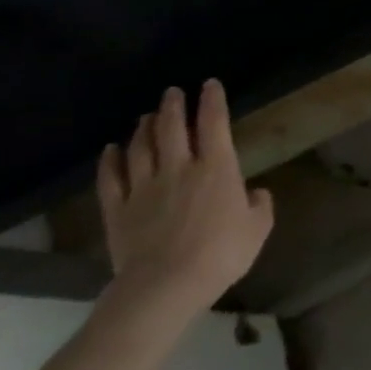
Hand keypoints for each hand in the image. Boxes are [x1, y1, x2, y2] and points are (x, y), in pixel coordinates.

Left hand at [95, 80, 273, 321]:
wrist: (165, 285)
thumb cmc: (221, 254)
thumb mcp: (258, 230)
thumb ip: (260, 206)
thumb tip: (255, 193)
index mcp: (217, 169)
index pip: (214, 124)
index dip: (213, 101)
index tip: (210, 84)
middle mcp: (179, 168)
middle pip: (172, 128)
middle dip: (173, 106)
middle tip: (172, 92)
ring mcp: (144, 187)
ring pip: (141, 147)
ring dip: (144, 128)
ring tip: (146, 116)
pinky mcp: (118, 209)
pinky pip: (111, 177)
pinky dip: (110, 160)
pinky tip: (111, 149)